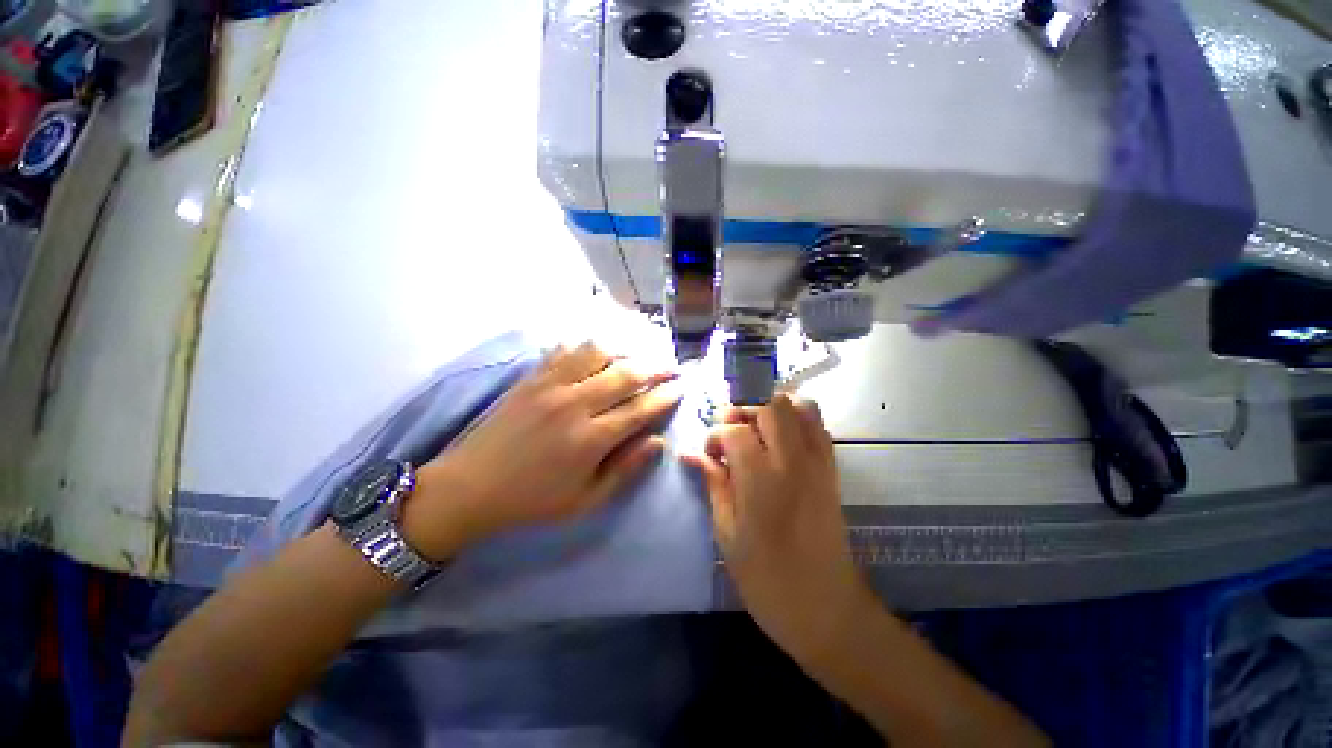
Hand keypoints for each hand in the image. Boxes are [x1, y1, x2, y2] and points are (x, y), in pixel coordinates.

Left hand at [404, 342, 680, 560]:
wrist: (470, 487)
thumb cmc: (532, 501)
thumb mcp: (585, 501)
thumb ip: (625, 470)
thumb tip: (658, 442)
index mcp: (591, 439)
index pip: (640, 409)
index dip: (665, 396)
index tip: (680, 388)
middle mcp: (575, 404)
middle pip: (626, 375)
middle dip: (655, 368)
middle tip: (670, 367)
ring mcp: (551, 385)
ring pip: (598, 353)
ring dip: (624, 351)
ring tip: (637, 356)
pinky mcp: (532, 377)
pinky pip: (565, 350)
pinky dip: (587, 346)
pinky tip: (597, 350)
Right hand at [682, 394, 871, 666]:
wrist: (827, 609)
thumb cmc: (767, 579)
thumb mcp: (727, 534)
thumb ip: (713, 484)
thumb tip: (689, 453)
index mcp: (761, 481)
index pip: (734, 430)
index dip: (715, 434)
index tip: (709, 454)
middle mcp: (792, 461)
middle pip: (768, 404)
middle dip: (742, 410)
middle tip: (730, 434)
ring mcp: (817, 462)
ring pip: (797, 405)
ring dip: (771, 407)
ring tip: (755, 429)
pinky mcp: (832, 468)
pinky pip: (818, 424)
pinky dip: (796, 417)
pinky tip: (780, 437)